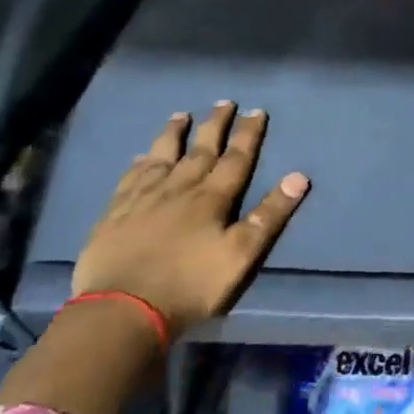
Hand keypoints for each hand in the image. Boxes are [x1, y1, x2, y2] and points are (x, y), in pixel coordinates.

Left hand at [71, 102, 308, 335]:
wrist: (121, 311)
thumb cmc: (190, 285)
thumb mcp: (241, 254)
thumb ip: (269, 215)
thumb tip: (299, 176)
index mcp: (212, 198)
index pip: (236, 158)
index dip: (248, 134)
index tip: (256, 111)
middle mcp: (179, 189)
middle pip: (200, 150)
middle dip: (215, 125)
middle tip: (224, 102)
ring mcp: (143, 199)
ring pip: (162, 157)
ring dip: (174, 134)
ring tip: (181, 115)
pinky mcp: (114, 214)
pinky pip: (129, 179)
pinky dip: (139, 163)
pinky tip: (141, 157)